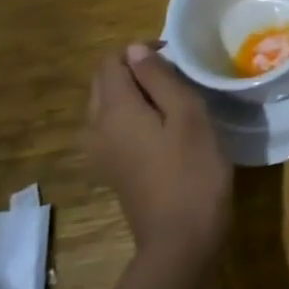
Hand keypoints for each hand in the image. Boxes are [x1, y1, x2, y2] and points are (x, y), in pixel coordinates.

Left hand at [84, 43, 231, 262]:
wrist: (182, 238)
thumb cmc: (192, 169)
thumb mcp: (187, 114)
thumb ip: (159, 78)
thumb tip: (135, 50)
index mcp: (113, 111)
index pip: (111, 62)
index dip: (139, 50)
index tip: (175, 54)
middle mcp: (96, 129)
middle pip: (103, 82)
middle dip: (132, 69)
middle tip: (175, 73)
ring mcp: (100, 153)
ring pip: (105, 105)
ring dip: (132, 92)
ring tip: (171, 96)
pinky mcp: (111, 170)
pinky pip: (111, 128)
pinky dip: (130, 115)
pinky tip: (160, 126)